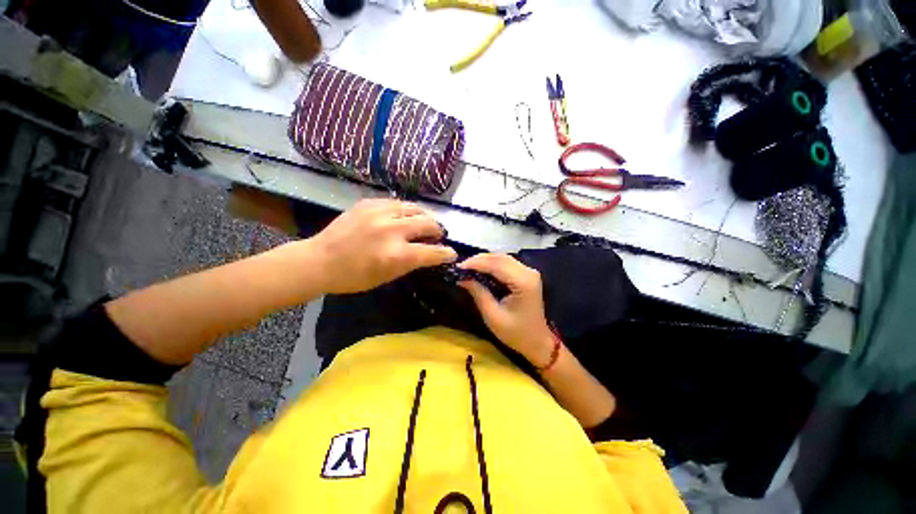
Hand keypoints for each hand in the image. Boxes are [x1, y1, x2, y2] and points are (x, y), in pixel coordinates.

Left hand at [311, 199, 456, 293]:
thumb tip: (429, 252)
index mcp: (397, 255)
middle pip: (428, 223)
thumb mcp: (387, 277)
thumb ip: (411, 262)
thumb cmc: (354, 277)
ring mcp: (380, 213)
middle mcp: (392, 230)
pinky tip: (402, 217)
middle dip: (438, 230)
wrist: (320, 260)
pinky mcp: (368, 203)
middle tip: (437, 235)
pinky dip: (405, 211)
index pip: (433, 252)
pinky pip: (396, 203)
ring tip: (422, 222)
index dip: (446, 253)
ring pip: (415, 208)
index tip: (451, 253)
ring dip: (424, 216)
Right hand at [458, 254, 555, 366]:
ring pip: (503, 258)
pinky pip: (506, 263)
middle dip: (479, 259)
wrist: (537, 341)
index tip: (459, 266)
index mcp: (523, 282)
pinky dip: (492, 264)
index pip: (496, 264)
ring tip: (468, 266)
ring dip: (485, 260)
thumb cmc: (515, 332)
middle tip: (461, 266)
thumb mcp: (492, 315)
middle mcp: (528, 272)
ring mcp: (529, 272)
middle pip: (500, 258)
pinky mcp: (526, 275)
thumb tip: (462, 278)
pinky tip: (480, 268)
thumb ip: (478, 293)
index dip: (476, 263)